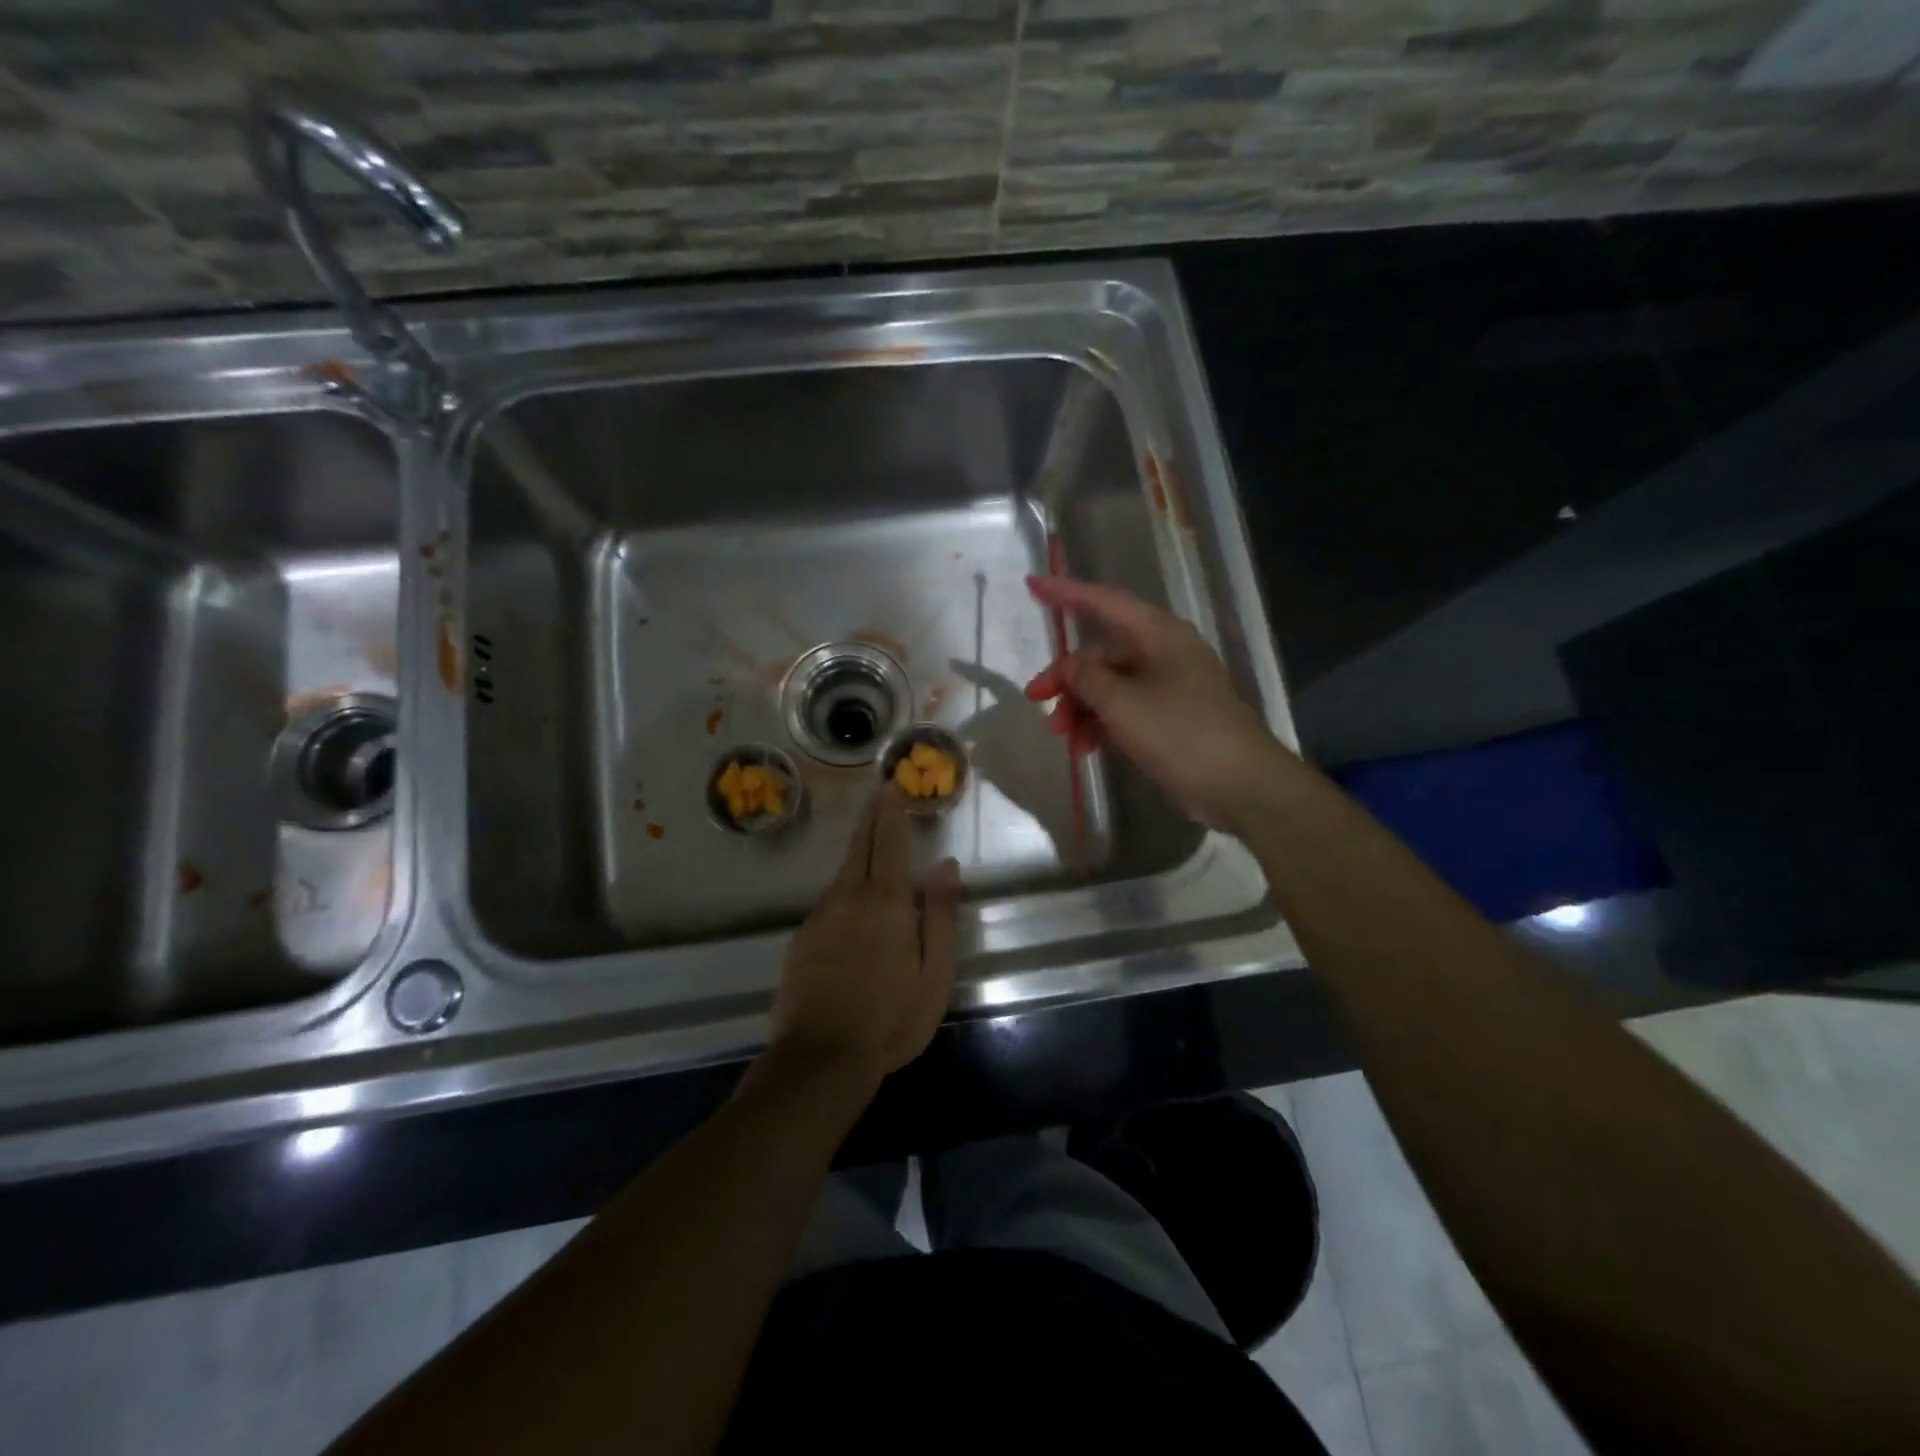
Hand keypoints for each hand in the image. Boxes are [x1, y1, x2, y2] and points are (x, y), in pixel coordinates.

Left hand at [768, 789, 960, 1088]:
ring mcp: (819, 918)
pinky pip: (827, 905)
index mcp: (886, 903)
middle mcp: (849, 898)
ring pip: (841, 875)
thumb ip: (940, 915)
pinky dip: (841, 893)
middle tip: (875, 794)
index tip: (889, 787)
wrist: (821, 1058)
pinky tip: (847, 908)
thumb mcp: (934, 973)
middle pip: (859, 848)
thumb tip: (946, 865)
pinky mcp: (800, 941)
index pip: (888, 844)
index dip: (890, 814)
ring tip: (866, 841)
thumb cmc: (891, 1019)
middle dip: (869, 819)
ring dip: (855, 853)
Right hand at [1024, 575, 1293, 834]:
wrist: (1241, 786)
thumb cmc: (1182, 734)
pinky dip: (1102, 726)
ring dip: (1082, 709)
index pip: (1105, 602)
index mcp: (1159, 635)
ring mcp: (1168, 688)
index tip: (1032, 585)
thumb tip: (1068, 667)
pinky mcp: (1170, 720)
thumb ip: (1086, 679)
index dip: (1067, 592)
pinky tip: (1086, 749)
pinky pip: (1125, 712)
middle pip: (1102, 655)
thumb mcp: (1123, 704)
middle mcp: (1164, 654)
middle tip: (1038, 703)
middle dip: (1068, 680)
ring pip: (1110, 687)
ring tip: (1065, 739)